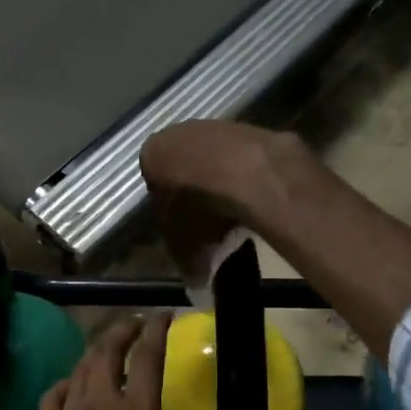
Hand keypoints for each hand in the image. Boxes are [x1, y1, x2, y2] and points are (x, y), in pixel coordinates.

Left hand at [16, 317, 235, 409]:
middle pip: (106, 353)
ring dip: (96, 351)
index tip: (165, 316)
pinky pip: (52, 398)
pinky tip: (73, 388)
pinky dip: (66, 383)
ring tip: (110, 347)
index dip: (156, 332)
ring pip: (79, 370)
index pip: (146, 361)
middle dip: (122, 330)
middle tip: (138, 323)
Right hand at [139, 121, 307, 283]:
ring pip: (217, 159)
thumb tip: (196, 282)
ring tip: (236, 214)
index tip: (183, 228)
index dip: (168, 207)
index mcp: (153, 154)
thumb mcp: (184, 246)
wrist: (246, 175)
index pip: (154, 181)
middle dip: (196, 193)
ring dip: (224, 183)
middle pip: (186, 167)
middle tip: (209, 223)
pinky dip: (249, 176)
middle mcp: (181, 132)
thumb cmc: (199, 209)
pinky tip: (257, 198)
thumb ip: (185, 262)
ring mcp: (218, 126)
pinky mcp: (252, 128)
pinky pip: (246, 159)